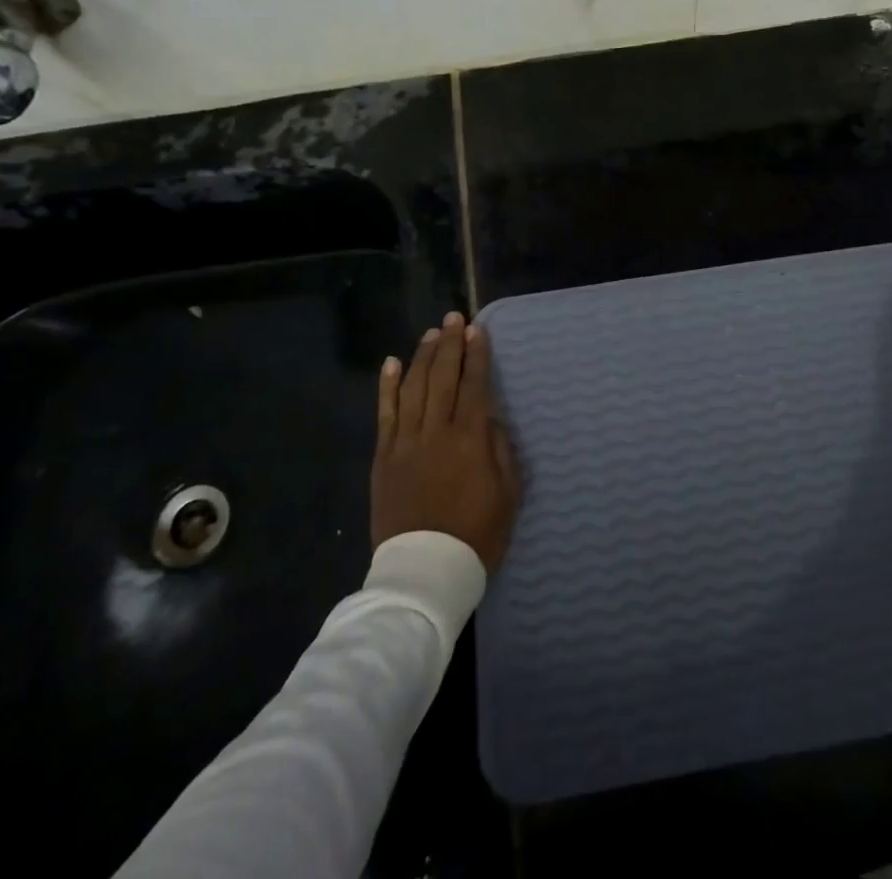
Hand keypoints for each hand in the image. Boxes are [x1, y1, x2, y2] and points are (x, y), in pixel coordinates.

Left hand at [372, 311, 521, 571]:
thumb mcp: (508, 494)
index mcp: (470, 438)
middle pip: (442, 377)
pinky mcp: (384, 458)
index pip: (474, 385)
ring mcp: (405, 443)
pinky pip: (385, 414)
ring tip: (430, 334)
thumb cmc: (476, 534)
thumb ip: (501, 449)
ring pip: (413, 388)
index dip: (476, 355)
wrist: (425, 572)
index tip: (477, 331)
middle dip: (449, 344)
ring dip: (422, 357)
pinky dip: (387, 387)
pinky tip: (391, 363)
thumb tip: (491, 418)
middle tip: (454, 318)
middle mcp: (436, 431)